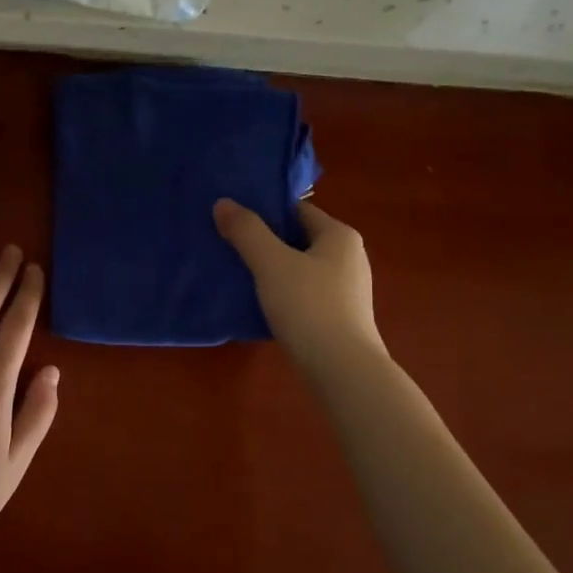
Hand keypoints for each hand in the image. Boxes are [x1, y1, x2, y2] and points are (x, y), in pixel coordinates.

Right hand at [214, 198, 385, 379]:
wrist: (342, 370)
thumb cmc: (308, 307)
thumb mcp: (271, 264)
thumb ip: (246, 231)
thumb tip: (223, 203)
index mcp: (339, 236)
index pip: (297, 210)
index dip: (264, 211)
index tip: (232, 219)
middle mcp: (349, 257)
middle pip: (298, 239)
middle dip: (264, 242)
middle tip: (227, 246)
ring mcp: (347, 290)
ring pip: (300, 269)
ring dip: (271, 270)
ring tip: (237, 275)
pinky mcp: (340, 317)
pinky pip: (304, 294)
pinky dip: (282, 294)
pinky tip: (259, 305)